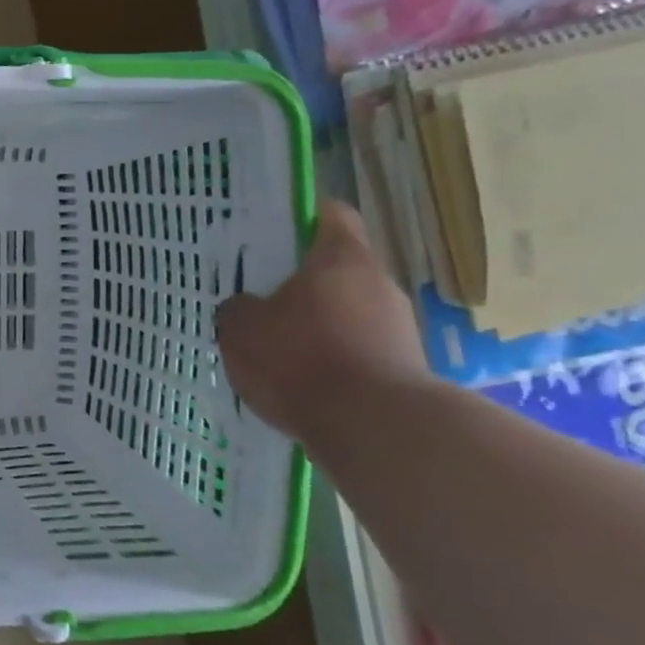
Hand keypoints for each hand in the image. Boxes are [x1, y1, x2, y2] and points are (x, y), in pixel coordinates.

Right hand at [215, 199, 429, 440]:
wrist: (375, 429)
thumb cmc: (299, 359)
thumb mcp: (240, 328)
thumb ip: (238, 308)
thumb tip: (246, 307)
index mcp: (341, 258)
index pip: (330, 215)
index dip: (302, 217)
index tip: (274, 231)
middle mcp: (379, 284)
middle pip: (339, 269)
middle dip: (304, 283)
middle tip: (263, 298)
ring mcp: (400, 328)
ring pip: (350, 312)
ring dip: (320, 325)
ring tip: (280, 350)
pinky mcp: (406, 369)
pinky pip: (360, 351)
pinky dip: (334, 360)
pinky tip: (304, 383)